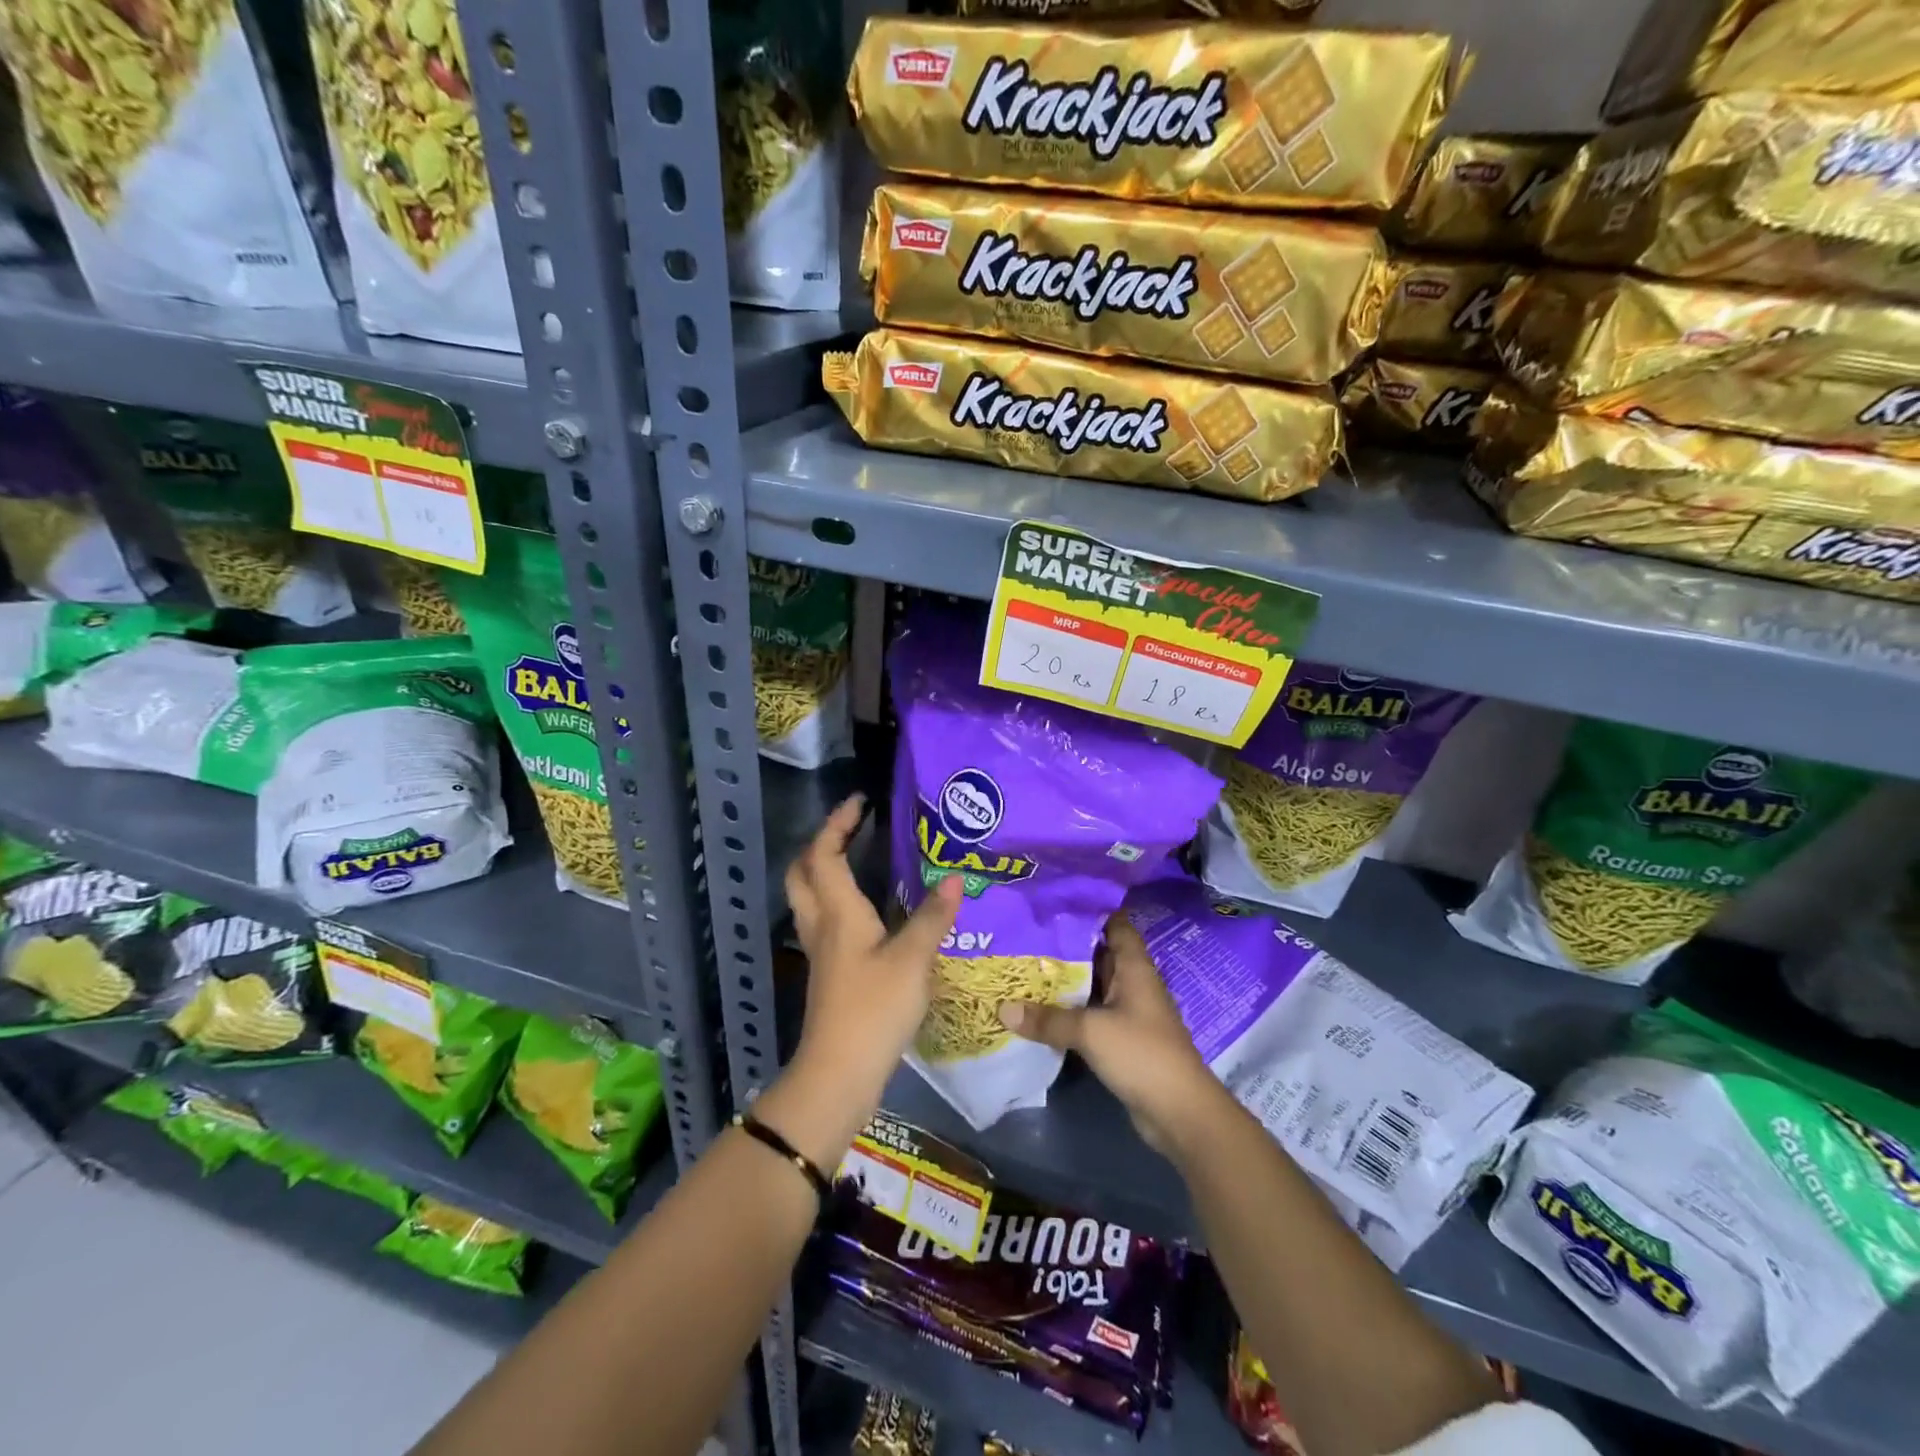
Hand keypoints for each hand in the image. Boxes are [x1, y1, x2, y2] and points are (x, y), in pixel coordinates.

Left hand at [785, 794, 961, 1104]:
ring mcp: (821, 951)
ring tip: (860, 860)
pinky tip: (870, 912)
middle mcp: (822, 925)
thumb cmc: (872, 1009)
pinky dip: (839, 902)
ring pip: (810, 898)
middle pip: (803, 872)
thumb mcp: (911, 960)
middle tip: (851, 830)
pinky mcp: (830, 973)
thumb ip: (931, 918)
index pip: (824, 853)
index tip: (860, 801)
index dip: (838, 823)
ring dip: (825, 871)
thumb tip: (955, 878)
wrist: (838, 1073)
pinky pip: (826, 921)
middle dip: (821, 844)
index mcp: (837, 912)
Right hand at [998, 912, 1222, 1154]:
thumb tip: (1003, 1008)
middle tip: (1025, 931)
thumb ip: (1048, 1019)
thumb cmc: (1142, 1054)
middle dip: (1065, 944)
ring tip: (1023, 964)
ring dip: (1065, 979)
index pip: (1114, 924)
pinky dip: (1068, 1009)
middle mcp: (1132, 983)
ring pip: (1092, 985)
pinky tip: (1038, 1007)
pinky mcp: (1121, 1039)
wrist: (1179, 1113)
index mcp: (1134, 967)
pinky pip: (1090, 1014)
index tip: (1054, 900)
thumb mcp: (1091, 1031)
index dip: (1089, 909)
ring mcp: (1127, 1012)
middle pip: (1098, 953)